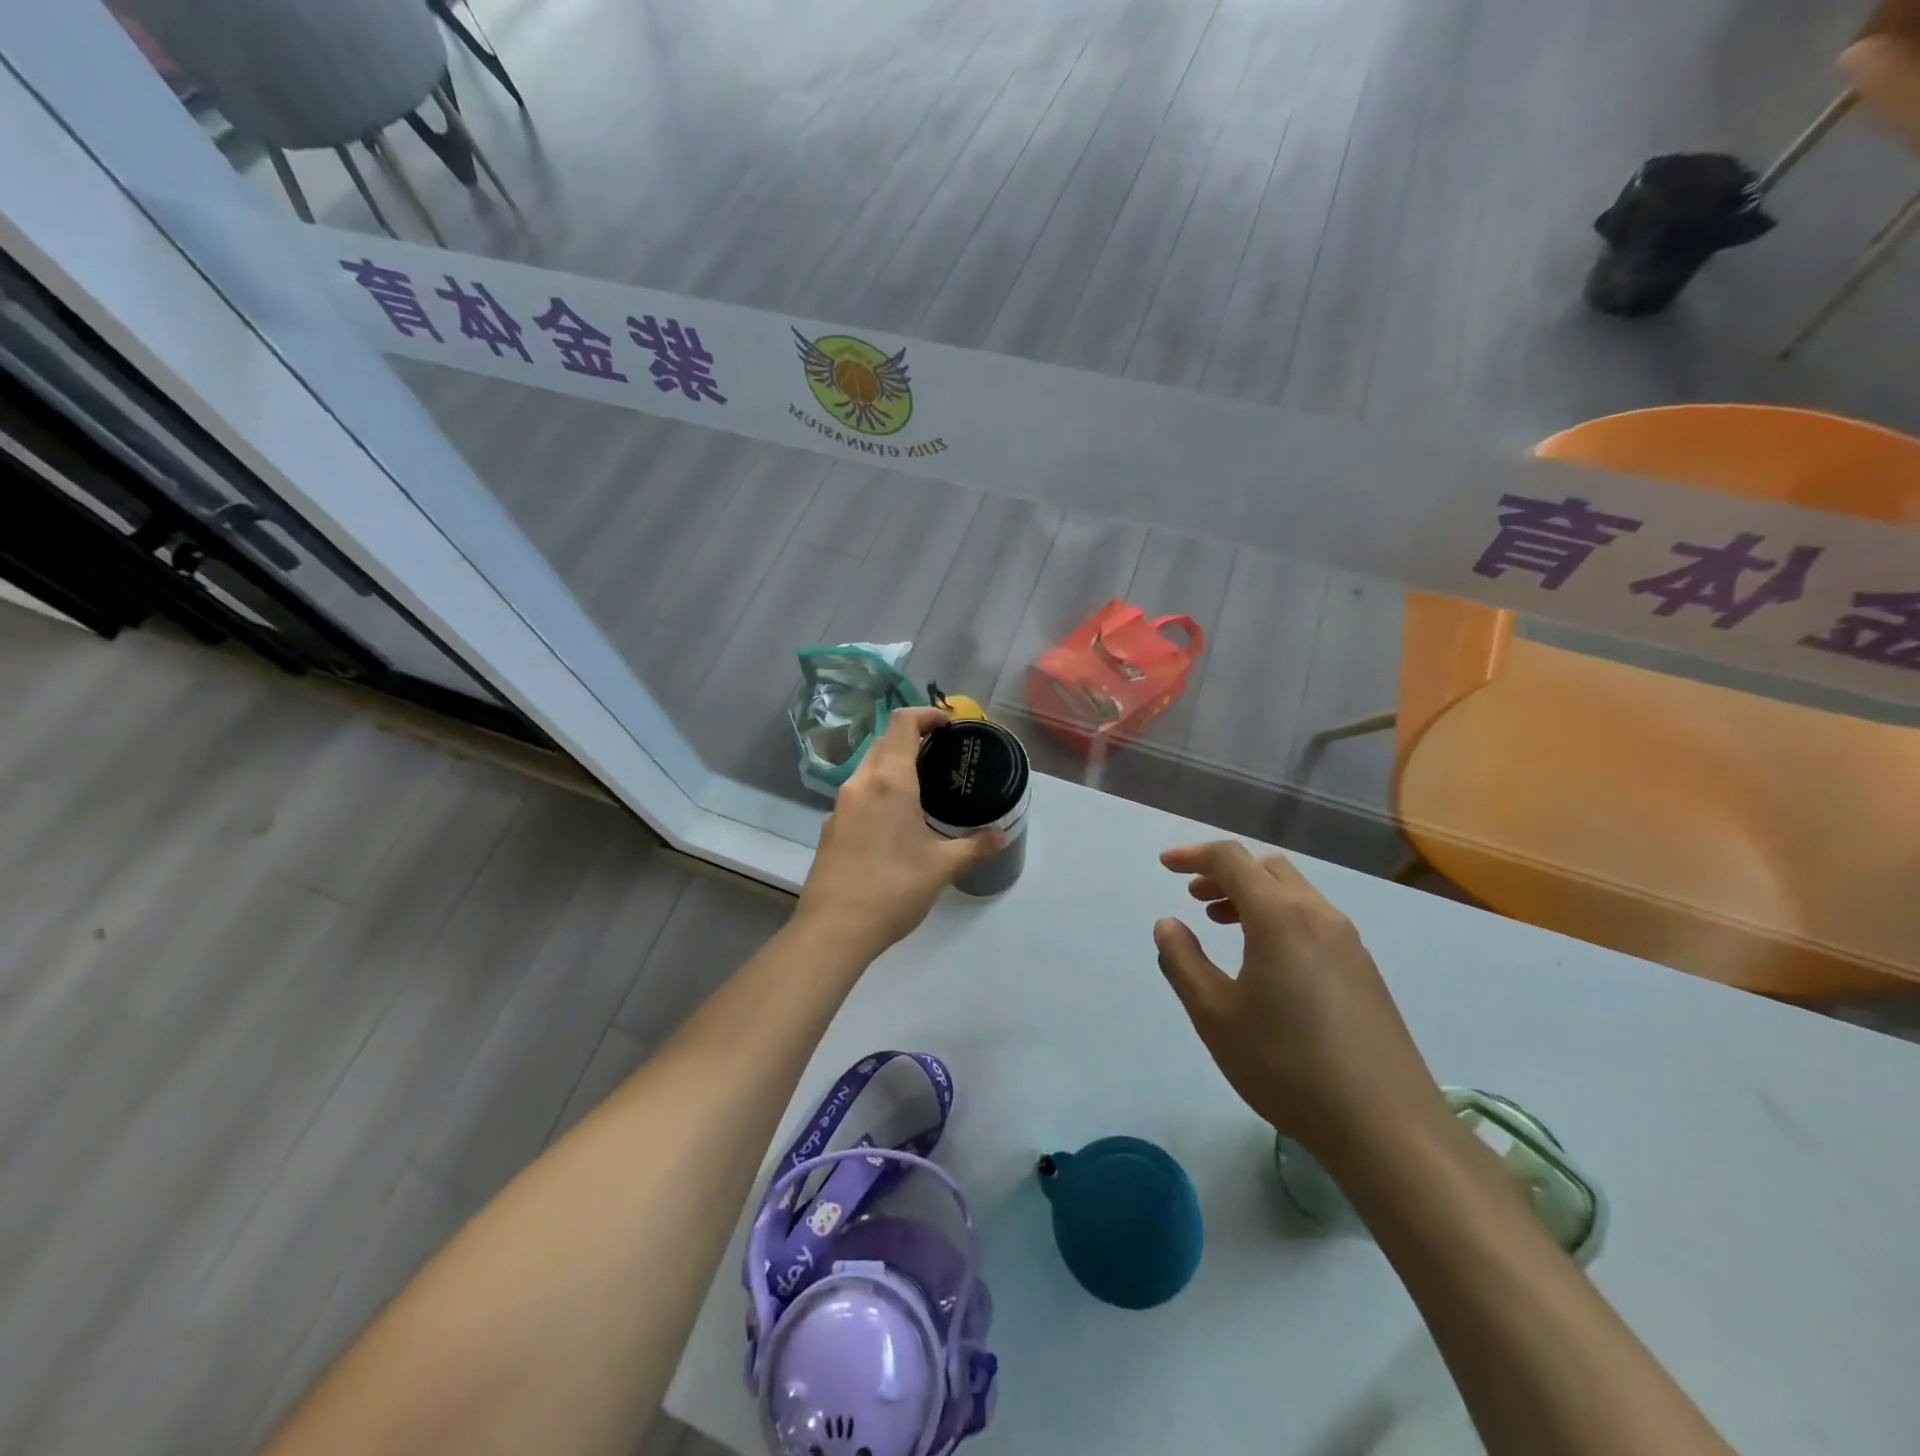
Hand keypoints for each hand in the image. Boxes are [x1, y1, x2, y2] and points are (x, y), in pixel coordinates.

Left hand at [795, 708, 1002, 962]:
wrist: (833, 930)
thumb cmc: (893, 889)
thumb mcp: (942, 867)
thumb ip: (975, 846)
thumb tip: (1002, 835)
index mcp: (889, 781)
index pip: (902, 723)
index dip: (926, 714)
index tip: (949, 726)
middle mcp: (861, 783)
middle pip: (884, 741)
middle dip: (912, 738)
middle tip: (942, 754)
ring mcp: (840, 804)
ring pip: (867, 766)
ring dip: (893, 763)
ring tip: (923, 785)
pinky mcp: (829, 826)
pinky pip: (857, 792)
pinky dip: (878, 789)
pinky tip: (895, 819)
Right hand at [1152, 840, 1447, 1155]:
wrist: (1388, 1127)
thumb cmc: (1287, 1065)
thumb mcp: (1215, 1015)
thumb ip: (1183, 962)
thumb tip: (1168, 925)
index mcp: (1279, 916)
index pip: (1231, 859)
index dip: (1193, 855)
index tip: (1165, 865)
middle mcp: (1318, 915)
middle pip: (1266, 867)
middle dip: (1225, 872)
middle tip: (1194, 897)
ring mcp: (1349, 942)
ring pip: (1293, 892)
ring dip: (1252, 894)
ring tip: (1221, 923)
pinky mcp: (1364, 970)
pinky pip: (1312, 919)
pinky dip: (1278, 916)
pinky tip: (1266, 960)